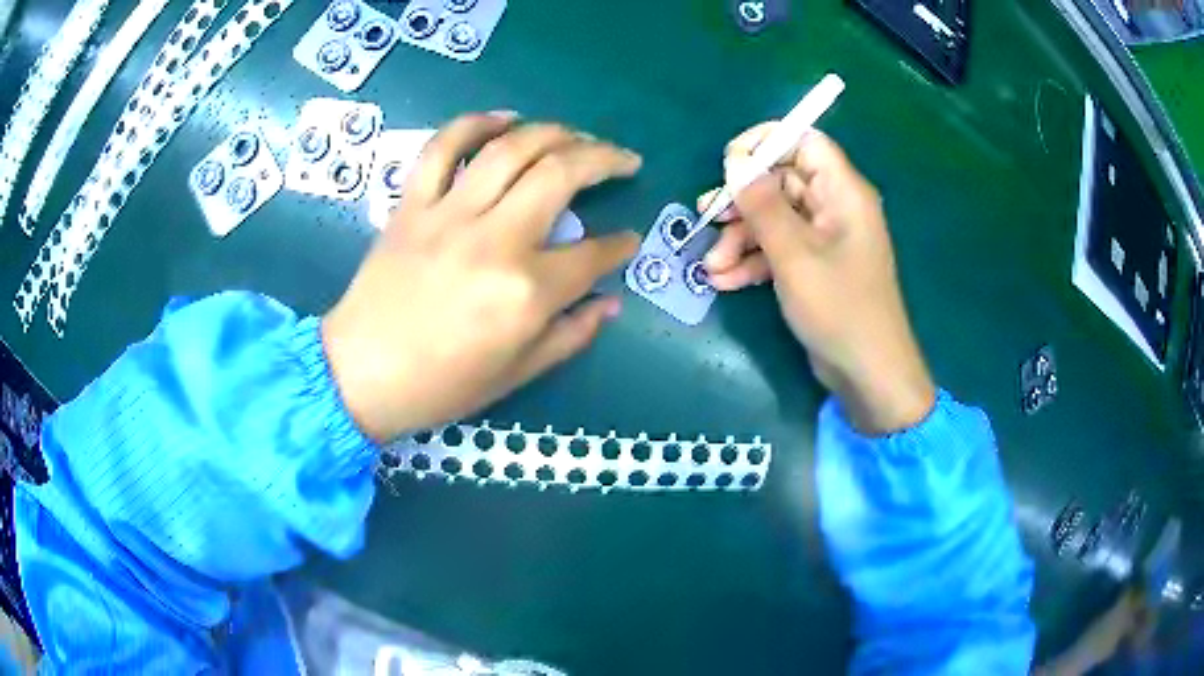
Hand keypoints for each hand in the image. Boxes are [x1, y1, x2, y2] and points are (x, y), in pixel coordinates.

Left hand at [323, 113, 640, 442]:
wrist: (361, 376)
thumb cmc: (441, 386)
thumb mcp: (517, 374)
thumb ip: (570, 335)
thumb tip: (610, 303)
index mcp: (525, 292)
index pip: (592, 254)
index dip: (621, 244)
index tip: (629, 239)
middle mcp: (494, 240)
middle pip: (561, 174)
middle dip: (605, 159)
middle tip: (624, 160)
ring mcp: (448, 215)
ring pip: (510, 149)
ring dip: (554, 131)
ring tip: (577, 135)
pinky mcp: (412, 205)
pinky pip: (442, 148)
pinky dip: (473, 124)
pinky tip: (503, 120)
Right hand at [698, 126, 934, 434]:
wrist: (867, 373)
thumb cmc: (838, 307)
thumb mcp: (794, 254)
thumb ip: (762, 204)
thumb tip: (735, 161)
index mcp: (842, 191)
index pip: (804, 142)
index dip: (765, 144)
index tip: (729, 164)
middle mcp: (834, 207)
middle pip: (780, 182)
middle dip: (742, 203)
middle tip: (707, 219)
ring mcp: (824, 239)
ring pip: (774, 219)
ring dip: (740, 239)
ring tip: (711, 268)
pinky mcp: (814, 266)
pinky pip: (779, 249)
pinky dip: (752, 261)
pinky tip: (724, 282)